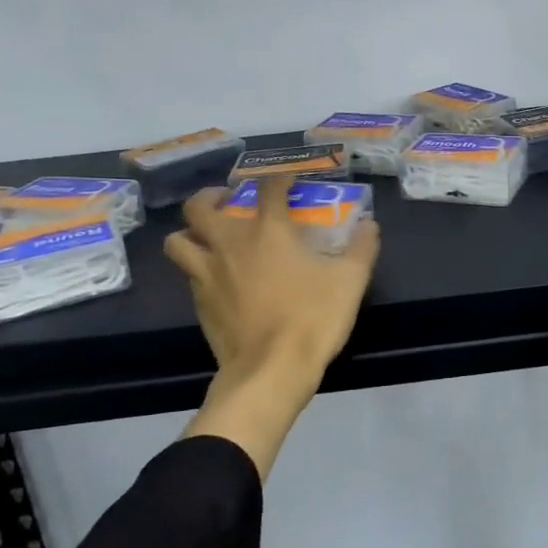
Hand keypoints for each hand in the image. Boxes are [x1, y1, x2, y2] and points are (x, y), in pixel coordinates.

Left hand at [165, 180, 380, 386]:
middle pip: (199, 206)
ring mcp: (207, 273)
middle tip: (228, 201)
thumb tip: (369, 225)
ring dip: (190, 233)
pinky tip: (218, 278)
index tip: (289, 181)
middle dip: (211, 196)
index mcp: (268, 229)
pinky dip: (198, 267)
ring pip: (178, 241)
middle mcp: (230, 243)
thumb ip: (362, 247)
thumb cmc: (312, 317)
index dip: (279, 177)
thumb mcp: (351, 280)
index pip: (269, 187)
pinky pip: (188, 274)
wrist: (271, 370)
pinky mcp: (199, 302)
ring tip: (208, 237)